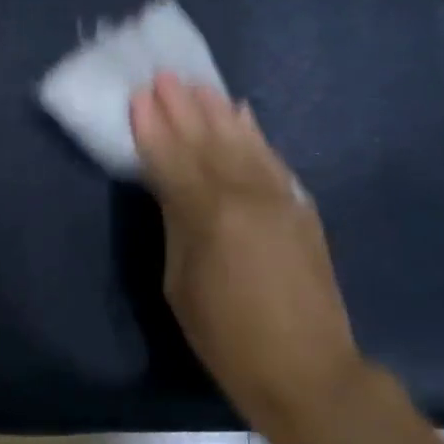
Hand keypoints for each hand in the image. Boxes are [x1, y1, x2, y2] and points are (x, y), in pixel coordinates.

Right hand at [130, 73, 362, 424]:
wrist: (305, 367)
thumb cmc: (226, 338)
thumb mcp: (180, 285)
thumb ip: (177, 228)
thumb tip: (173, 190)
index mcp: (209, 216)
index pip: (173, 161)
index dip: (154, 129)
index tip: (139, 96)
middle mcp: (247, 195)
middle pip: (208, 142)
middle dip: (183, 108)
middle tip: (163, 76)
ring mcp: (280, 197)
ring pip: (243, 143)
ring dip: (217, 112)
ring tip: (197, 86)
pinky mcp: (301, 207)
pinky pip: (272, 159)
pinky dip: (254, 134)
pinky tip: (242, 115)